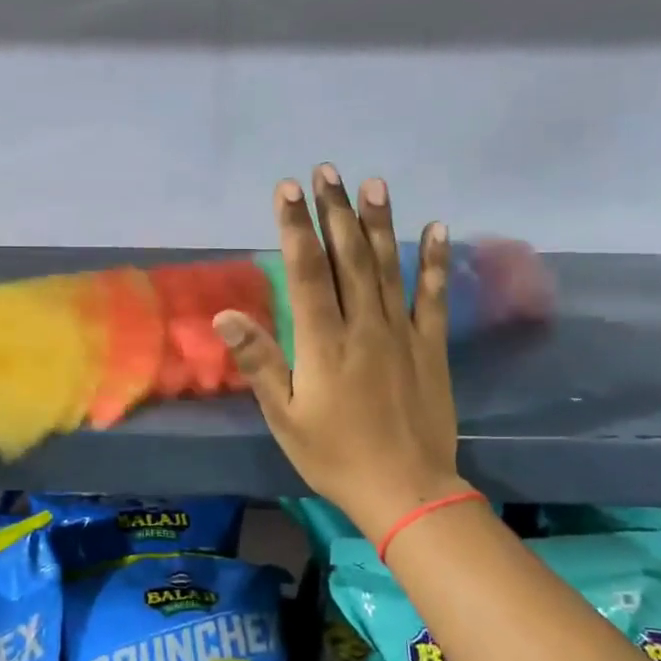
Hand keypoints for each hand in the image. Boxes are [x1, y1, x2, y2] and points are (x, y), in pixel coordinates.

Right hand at [215, 166, 469, 542]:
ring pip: (387, 266)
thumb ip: (258, 362)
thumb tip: (224, 315)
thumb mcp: (283, 416)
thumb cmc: (333, 456)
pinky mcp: (430, 346)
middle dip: (334, 211)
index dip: (296, 227)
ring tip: (372, 183)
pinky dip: (433, 261)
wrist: (405, 490)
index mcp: (323, 342)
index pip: (307, 271)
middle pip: (348, 257)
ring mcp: (401, 333)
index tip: (288, 189)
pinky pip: (433, 296)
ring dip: (378, 222)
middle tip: (326, 170)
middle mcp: (363, 326)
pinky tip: (435, 228)